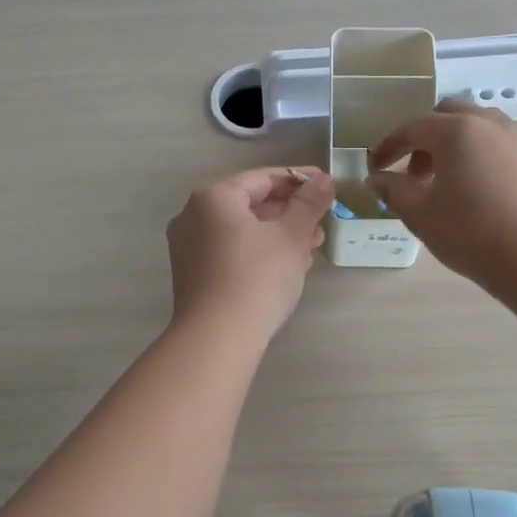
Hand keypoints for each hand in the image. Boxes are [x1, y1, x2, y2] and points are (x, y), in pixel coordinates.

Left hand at [166, 167, 334, 340]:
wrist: (216, 338)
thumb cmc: (256, 277)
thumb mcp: (291, 236)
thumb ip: (309, 204)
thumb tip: (323, 181)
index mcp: (213, 196)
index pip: (263, 178)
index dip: (299, 180)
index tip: (327, 185)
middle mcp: (193, 215)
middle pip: (250, 203)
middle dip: (290, 211)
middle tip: (322, 221)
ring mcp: (188, 246)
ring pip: (242, 229)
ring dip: (278, 234)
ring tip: (311, 247)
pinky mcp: (193, 273)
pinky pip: (231, 250)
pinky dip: (259, 251)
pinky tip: (287, 266)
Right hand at [367, 99, 516, 286]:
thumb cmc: (469, 231)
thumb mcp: (419, 213)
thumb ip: (392, 190)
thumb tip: (376, 179)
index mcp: (456, 130)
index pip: (412, 128)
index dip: (387, 147)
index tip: (374, 169)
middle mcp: (488, 124)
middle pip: (446, 116)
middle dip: (423, 138)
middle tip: (411, 173)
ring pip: (476, 126)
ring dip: (452, 143)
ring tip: (443, 179)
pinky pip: (498, 144)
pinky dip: (477, 154)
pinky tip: (473, 189)